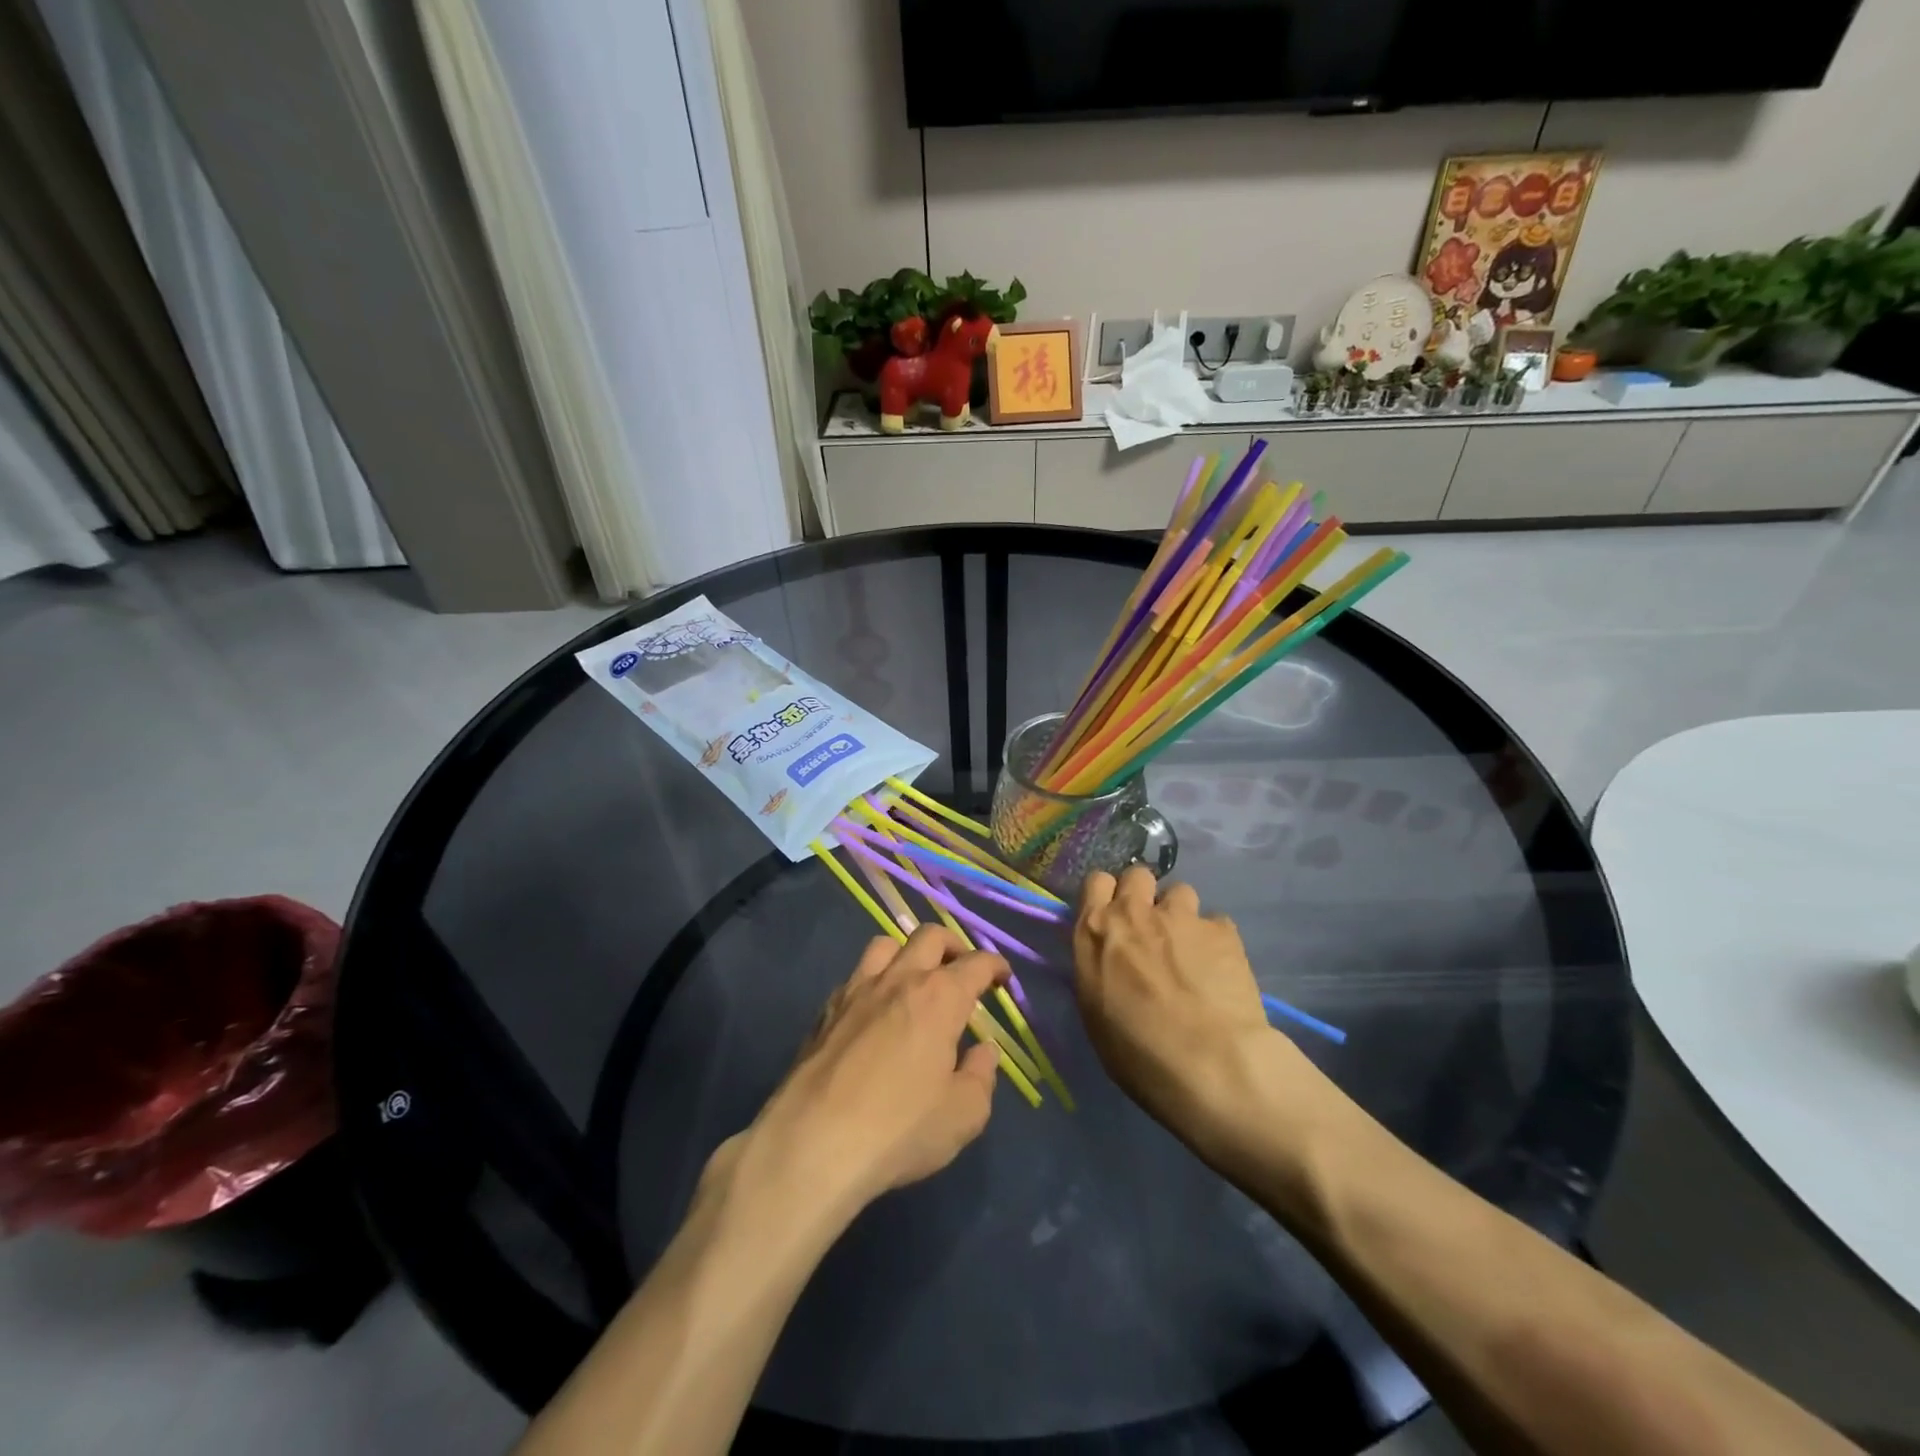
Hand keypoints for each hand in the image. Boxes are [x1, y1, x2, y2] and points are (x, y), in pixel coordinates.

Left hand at [721, 926, 1007, 1222]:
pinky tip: (875, 1010)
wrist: (813, 1143)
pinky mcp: (826, 1010)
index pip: (976, 963)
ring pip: (885, 945)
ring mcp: (857, 990)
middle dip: (953, 945)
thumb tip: (984, 1050)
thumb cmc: (899, 1129)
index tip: (1002, 977)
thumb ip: (981, 1076)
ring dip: (907, 953)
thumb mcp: (963, 1115)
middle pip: (929, 937)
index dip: (995, 966)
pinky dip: (874, 980)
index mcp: (939, 997)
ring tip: (915, 979)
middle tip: (961, 969)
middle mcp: (899, 980)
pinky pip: (855, 976)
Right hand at [1072, 866, 1279, 1134]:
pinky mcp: (1222, 930)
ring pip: (1180, 892)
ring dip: (1181, 915)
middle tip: (1151, 928)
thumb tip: (1111, 962)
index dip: (1107, 896)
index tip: (1114, 917)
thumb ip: (1100, 969)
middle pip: (1138, 875)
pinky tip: (1221, 970)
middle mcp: (1134, 912)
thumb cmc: (1138, 1053)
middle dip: (1144, 894)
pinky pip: (1216, 923)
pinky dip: (1216, 941)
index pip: (1095, 882)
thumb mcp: (1095, 1012)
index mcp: (1095, 931)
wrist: (1210, 1065)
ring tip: (1191, 949)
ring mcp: (1181, 916)